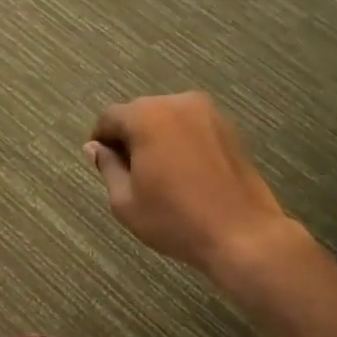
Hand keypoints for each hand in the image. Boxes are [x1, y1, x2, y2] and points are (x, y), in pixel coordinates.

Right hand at [85, 93, 301, 278]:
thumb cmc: (175, 219)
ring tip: (158, 175)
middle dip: (130, 137)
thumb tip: (94, 147)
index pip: (110, 117)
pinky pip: (191, 127)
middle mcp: (177, 103)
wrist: (241, 233)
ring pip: (167, 119)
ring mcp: (208, 112)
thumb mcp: (126, 201)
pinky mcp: (229, 128)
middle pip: (140, 113)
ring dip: (156, 139)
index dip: (101, 139)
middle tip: (128, 173)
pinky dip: (180, 142)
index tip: (101, 164)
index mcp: (147, 116)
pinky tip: (183, 173)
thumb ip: (107, 167)